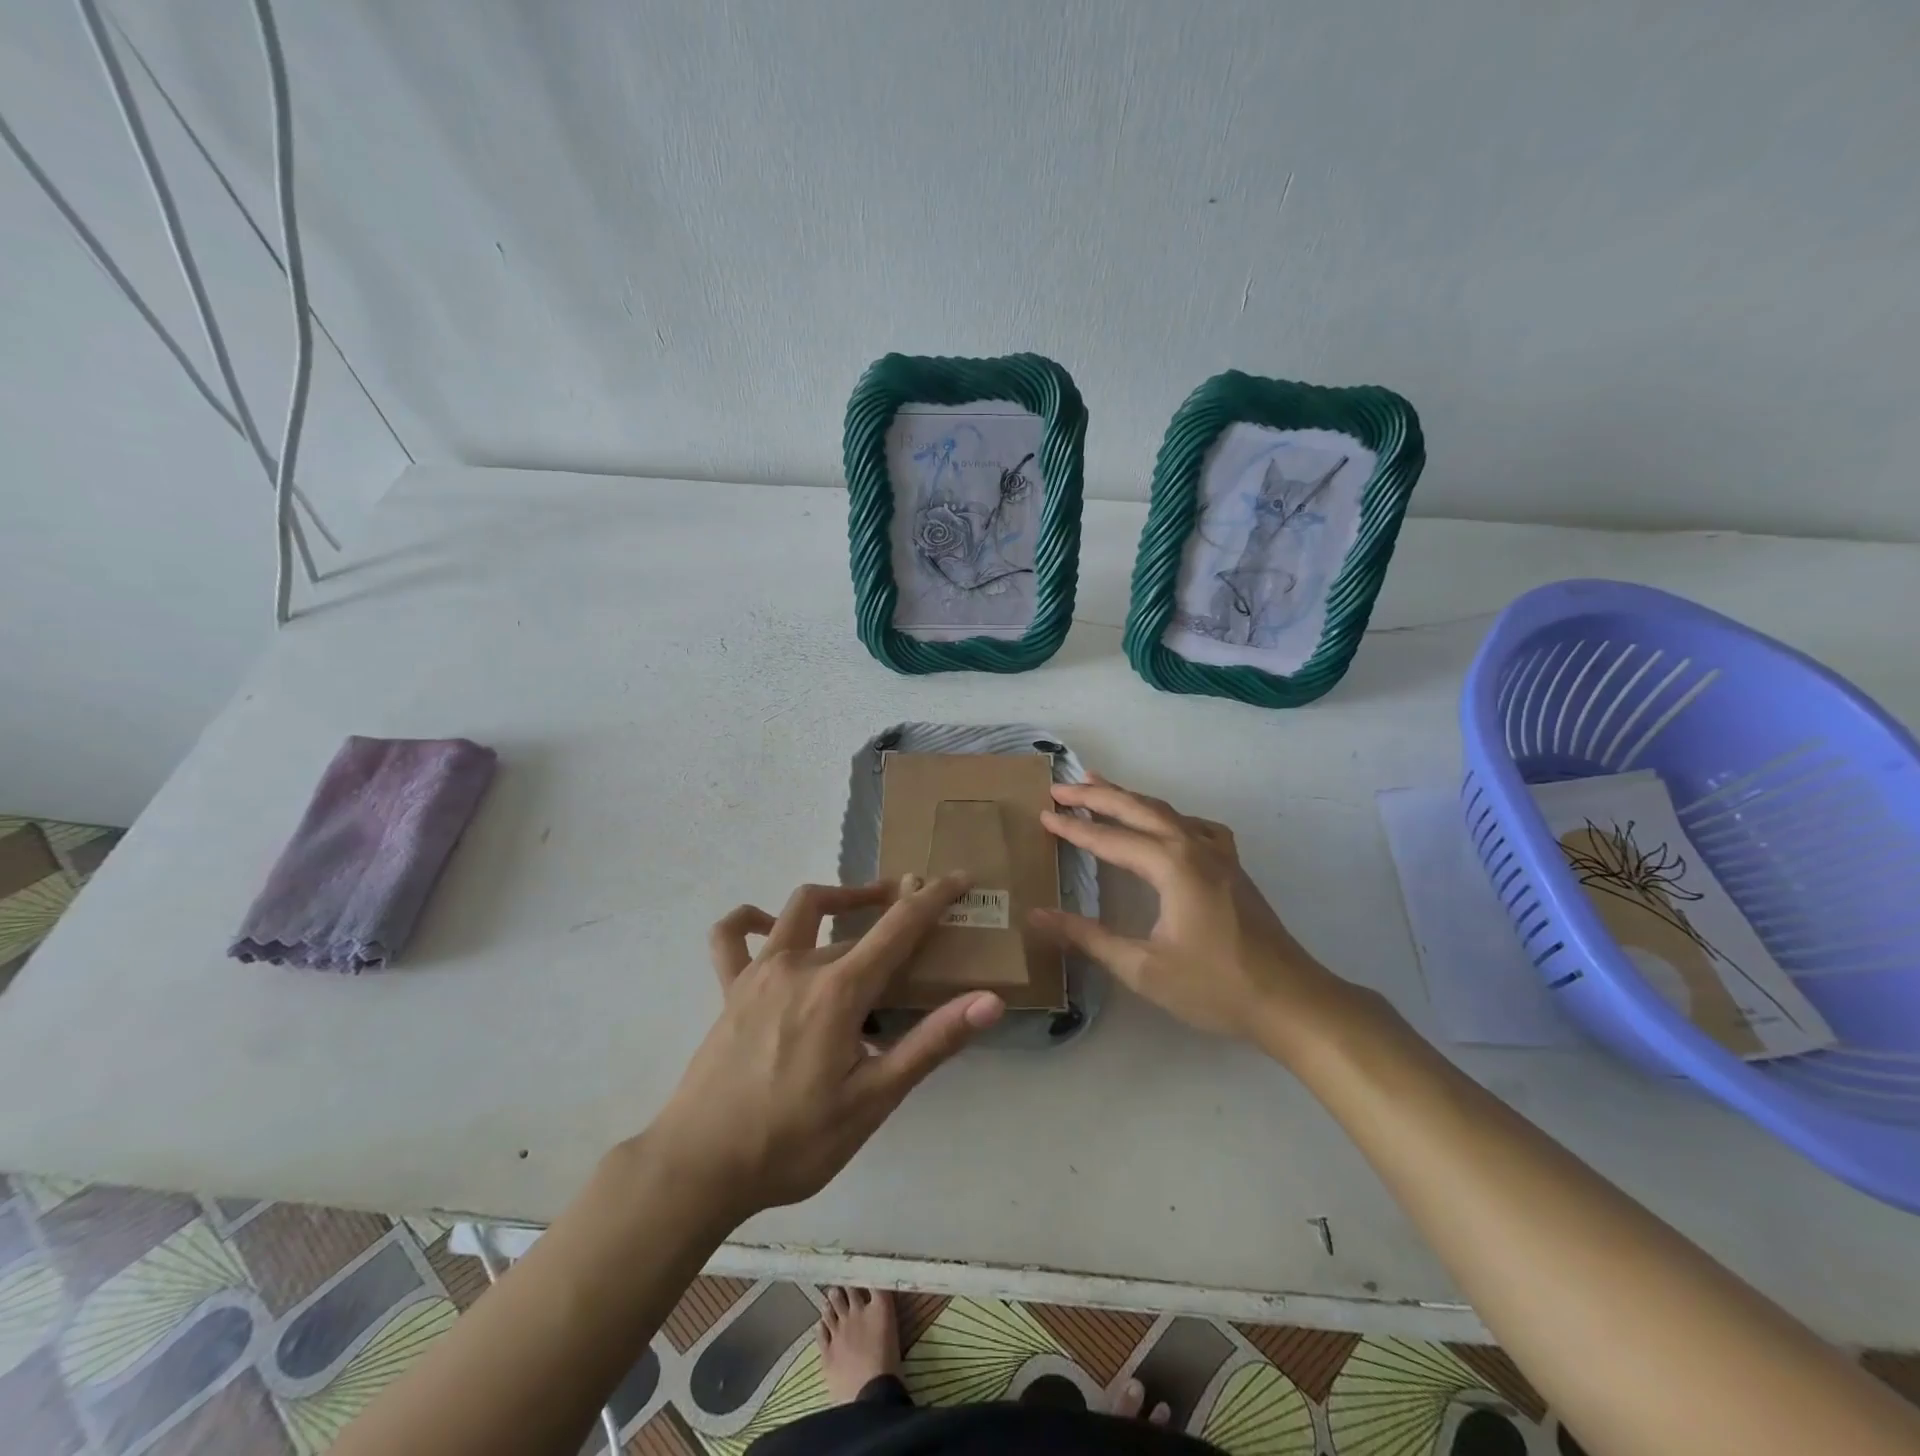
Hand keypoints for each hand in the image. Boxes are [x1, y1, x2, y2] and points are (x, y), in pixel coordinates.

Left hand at [649, 875, 1003, 1221]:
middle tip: (923, 919)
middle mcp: (799, 964)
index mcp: (839, 989)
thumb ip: (931, 1044)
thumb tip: (989, 1001)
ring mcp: (758, 971)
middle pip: (856, 921)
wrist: (698, 1168)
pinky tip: (765, 923)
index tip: (960, 877)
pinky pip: (731, 937)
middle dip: (894, 910)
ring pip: (802, 909)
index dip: (934, 897)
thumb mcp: (872, 1100)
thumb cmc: (793, 1141)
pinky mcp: (729, 989)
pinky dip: (750, 920)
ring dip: (838, 896)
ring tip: (864, 904)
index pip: (899, 926)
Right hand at [1032, 777, 1345, 1047]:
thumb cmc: (1215, 986)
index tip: (1042, 815)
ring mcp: (1218, 853)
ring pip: (1165, 811)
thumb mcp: (1143, 968)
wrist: (1290, 1000)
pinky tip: (1164, 825)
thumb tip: (1037, 916)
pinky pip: (1194, 825)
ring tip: (1099, 784)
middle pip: (1137, 809)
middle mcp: (1193, 847)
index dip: (1073, 828)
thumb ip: (1089, 938)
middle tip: (1060, 788)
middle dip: (1096, 795)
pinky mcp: (1232, 866)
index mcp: (1171, 865)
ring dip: (1129, 798)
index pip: (1109, 839)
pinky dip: (1167, 816)